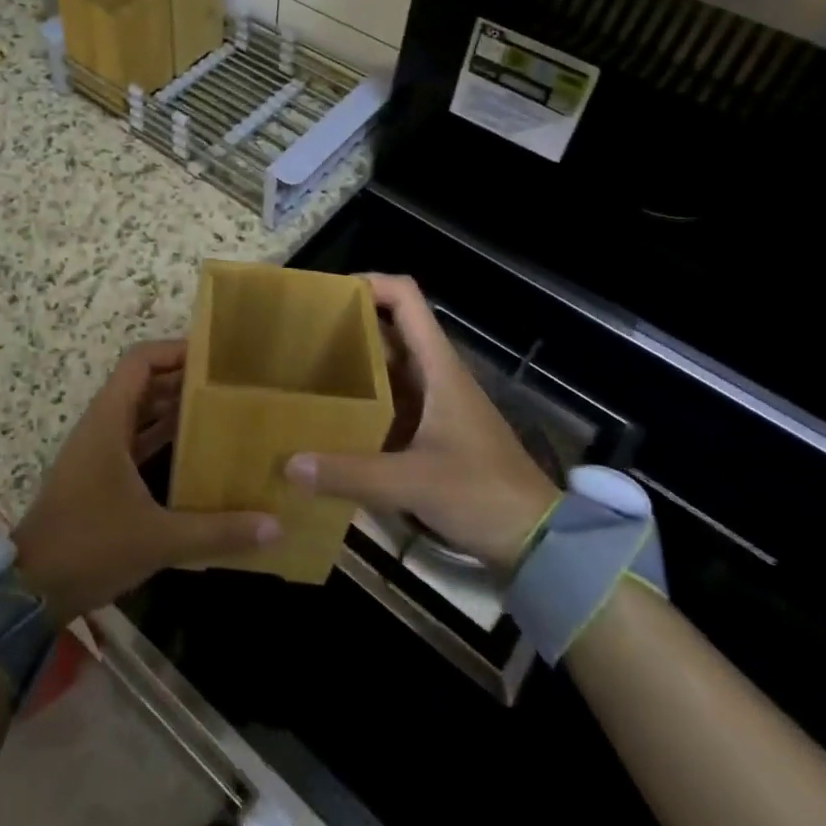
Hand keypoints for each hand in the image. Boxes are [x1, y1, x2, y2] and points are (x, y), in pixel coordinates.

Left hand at [13, 340, 279, 621]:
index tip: (215, 356)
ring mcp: (98, 451)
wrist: (30, 590)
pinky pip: (135, 441)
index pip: (140, 361)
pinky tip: (196, 454)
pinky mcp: (98, 476)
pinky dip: (162, 439)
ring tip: (223, 413)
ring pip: (140, 413)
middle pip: (144, 383)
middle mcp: (102, 426)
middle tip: (231, 385)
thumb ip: (218, 531)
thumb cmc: (90, 546)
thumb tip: (276, 526)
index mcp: (109, 421)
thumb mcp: (159, 539)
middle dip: (184, 380)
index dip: (175, 350)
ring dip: (175, 410)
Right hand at [285, 274, 559, 568]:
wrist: (535, 541)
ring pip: (387, 366)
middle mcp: (435, 375)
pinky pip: (389, 401)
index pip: (406, 299)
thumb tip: (289, 464)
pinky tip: (330, 418)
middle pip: (390, 329)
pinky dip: (361, 400)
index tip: (326, 295)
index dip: (370, 283)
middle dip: (349, 324)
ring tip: (305, 370)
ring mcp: (434, 404)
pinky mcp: (431, 432)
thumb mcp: (413, 482)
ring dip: (352, 363)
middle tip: (301, 335)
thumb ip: (351, 474)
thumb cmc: (482, 493)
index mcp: (439, 367)